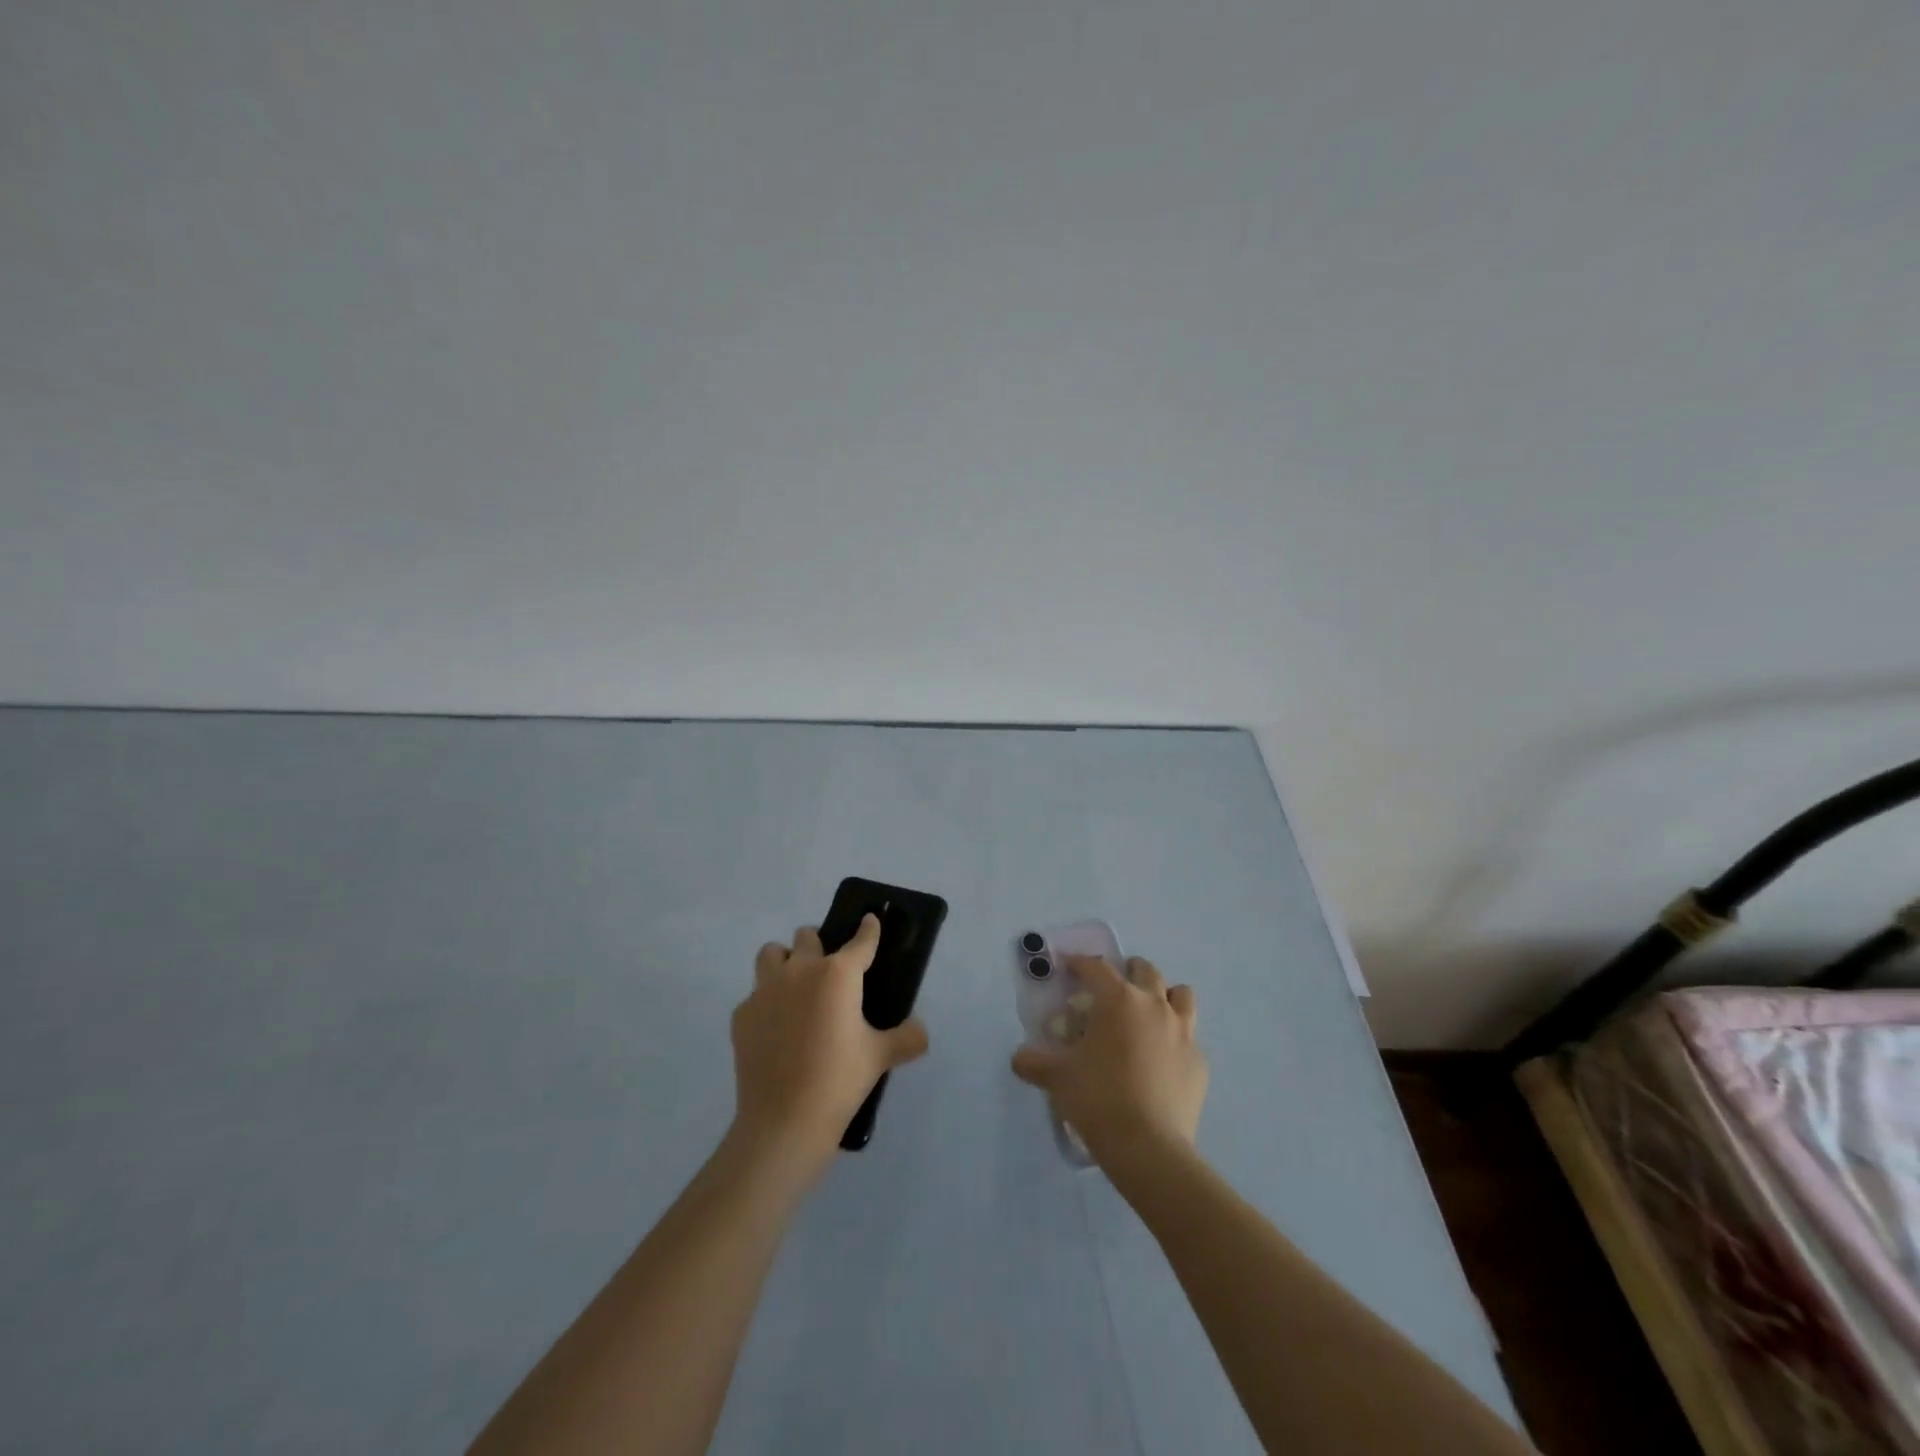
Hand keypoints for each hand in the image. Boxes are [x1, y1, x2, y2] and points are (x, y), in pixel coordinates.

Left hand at [728, 916, 929, 1186]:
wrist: (784, 1121)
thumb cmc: (839, 1080)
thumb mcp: (880, 1057)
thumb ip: (906, 1038)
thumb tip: (921, 1033)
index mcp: (837, 974)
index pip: (859, 941)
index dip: (868, 929)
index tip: (870, 921)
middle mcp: (800, 970)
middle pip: (807, 936)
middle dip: (818, 945)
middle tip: (829, 970)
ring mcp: (766, 990)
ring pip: (772, 954)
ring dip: (785, 961)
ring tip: (796, 986)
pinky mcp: (742, 1015)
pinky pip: (755, 994)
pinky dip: (767, 1002)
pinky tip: (776, 1027)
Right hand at [1011, 955, 1206, 1168]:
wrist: (1148, 1148)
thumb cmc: (1098, 1099)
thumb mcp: (1057, 1078)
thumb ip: (1034, 1062)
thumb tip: (1019, 1058)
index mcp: (1118, 1000)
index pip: (1096, 967)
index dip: (1079, 963)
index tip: (1069, 966)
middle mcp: (1154, 1005)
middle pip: (1145, 970)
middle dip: (1128, 972)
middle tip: (1111, 989)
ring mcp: (1183, 1032)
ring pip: (1180, 994)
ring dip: (1163, 996)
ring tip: (1147, 1013)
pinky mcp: (1199, 1062)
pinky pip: (1189, 1037)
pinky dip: (1175, 1038)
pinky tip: (1161, 1059)